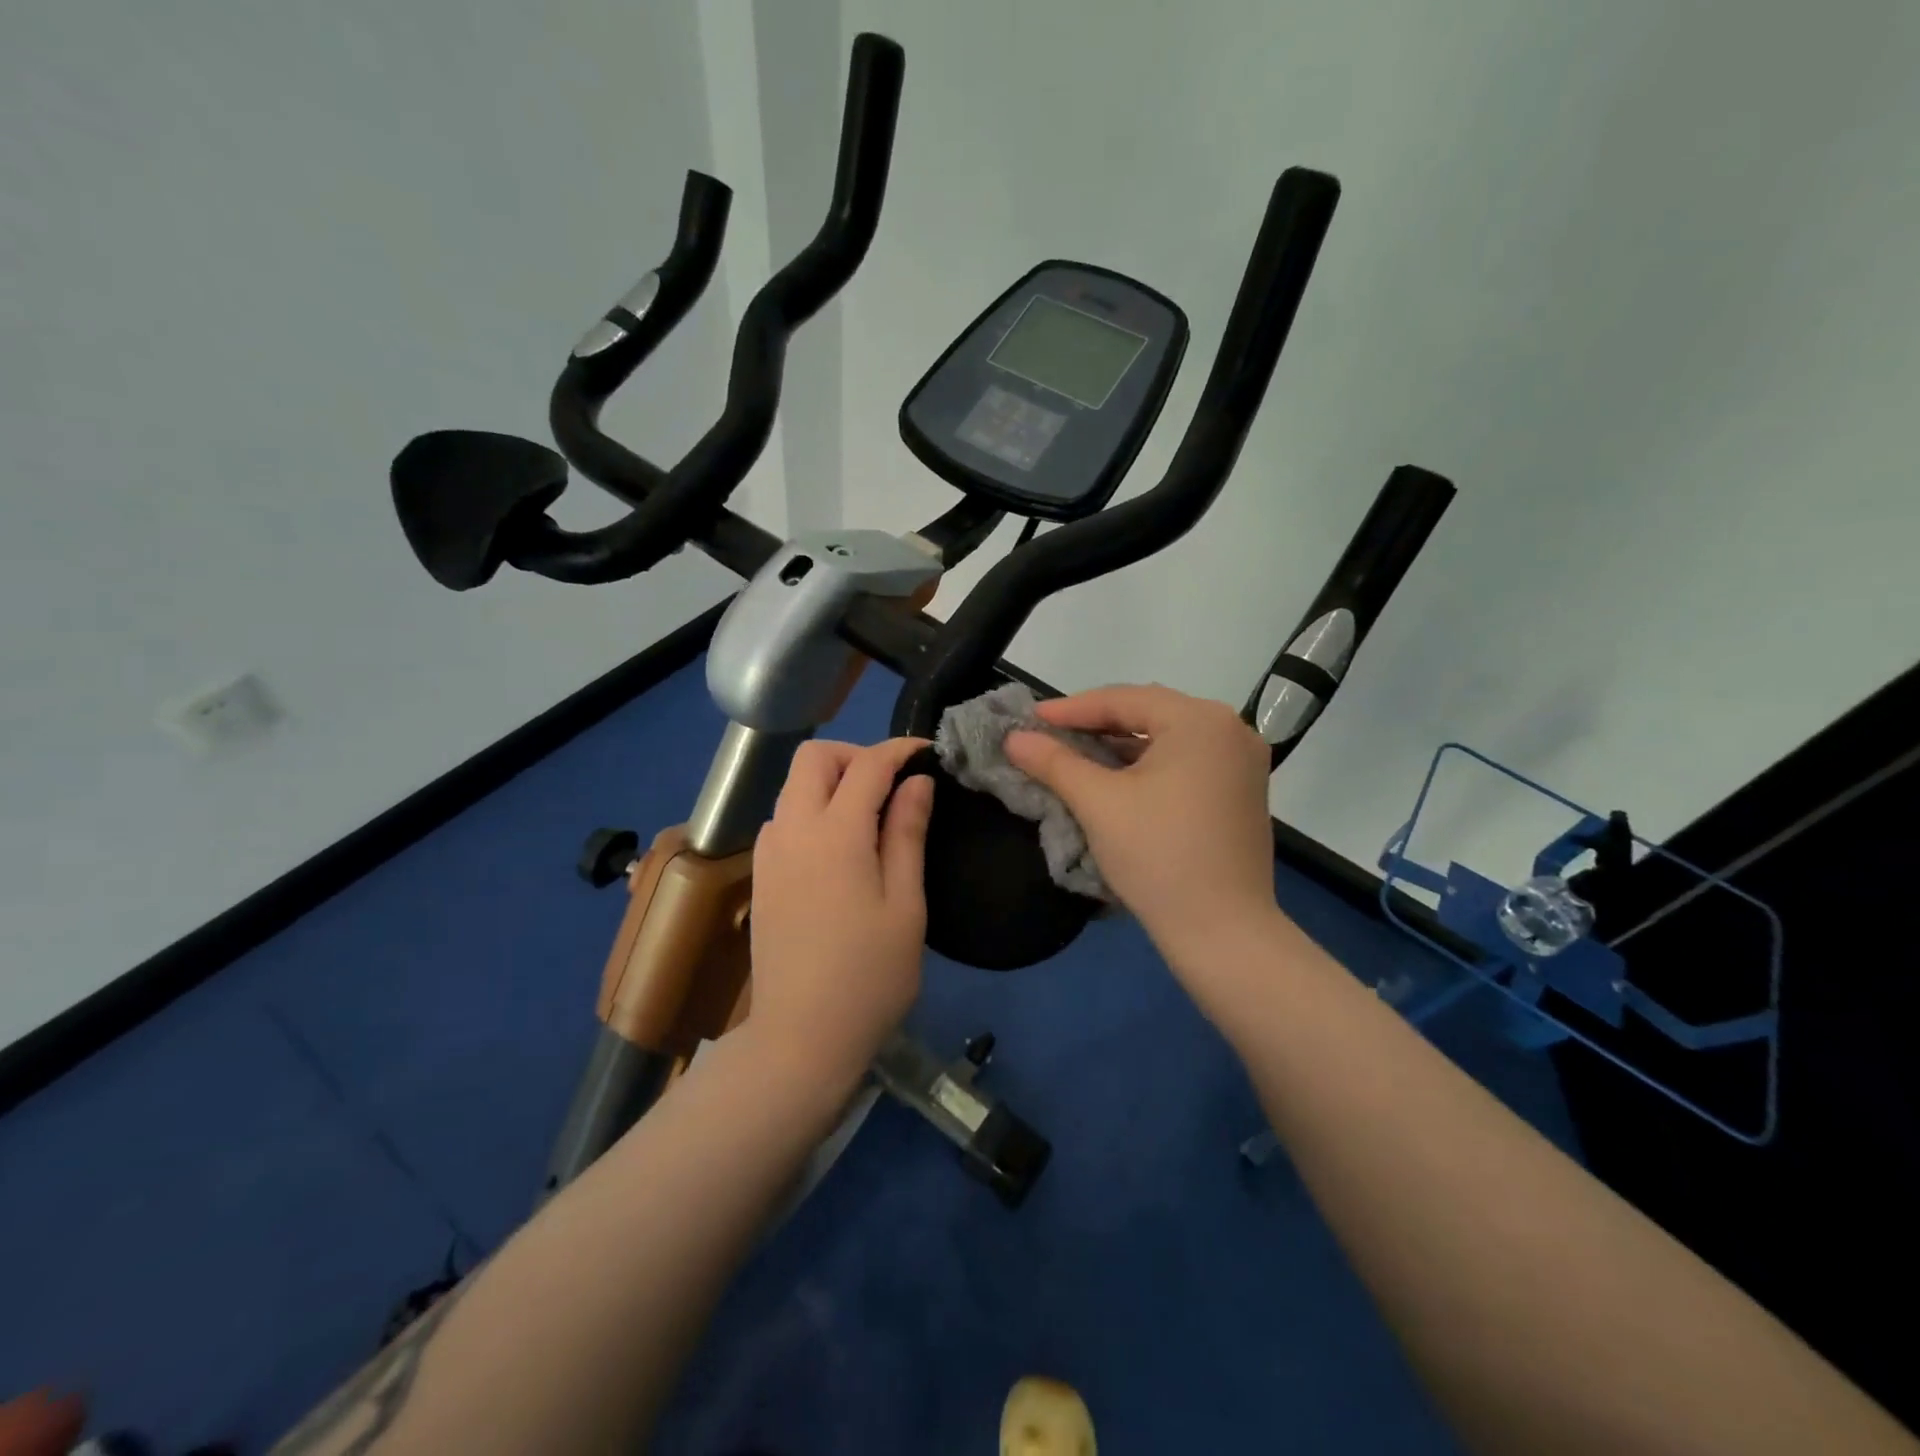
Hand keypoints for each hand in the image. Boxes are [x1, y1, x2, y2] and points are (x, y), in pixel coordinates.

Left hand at [748, 737, 933, 1086]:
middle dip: (856, 756)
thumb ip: (907, 834)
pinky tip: (838, 847)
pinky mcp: (761, 876)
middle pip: (814, 758)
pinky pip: (784, 818)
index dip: (899, 750)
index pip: (867, 765)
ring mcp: (769, 853)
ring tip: (870, 816)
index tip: (927, 753)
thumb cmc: (869, 976)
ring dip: (832, 781)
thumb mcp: (905, 905)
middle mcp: (792, 831)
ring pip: (794, 786)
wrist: (801, 1038)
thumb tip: (917, 783)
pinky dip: (812, 809)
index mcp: (835, 835)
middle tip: (892, 785)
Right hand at [1005, 685, 1279, 974]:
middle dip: (1096, 724)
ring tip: (1075, 755)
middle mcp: (1231, 729)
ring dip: (1120, 747)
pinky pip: (1186, 762)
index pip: (1124, 699)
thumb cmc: (1158, 856)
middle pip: (1149, 714)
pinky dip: (1148, 766)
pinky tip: (1116, 778)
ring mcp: (1243, 762)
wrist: (1222, 932)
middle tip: (1050, 735)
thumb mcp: (1098, 803)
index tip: (1030, 719)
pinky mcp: (1242, 792)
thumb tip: (1014, 737)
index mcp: (1201, 721)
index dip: (1071, 709)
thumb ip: (1054, 762)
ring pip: (1168, 740)